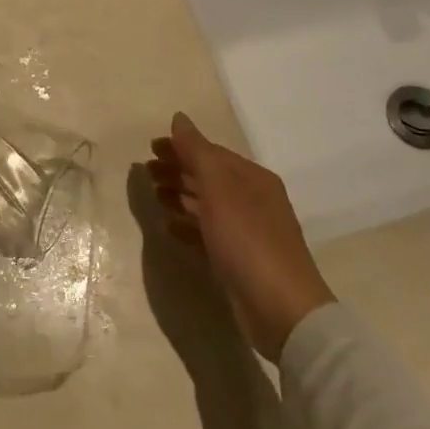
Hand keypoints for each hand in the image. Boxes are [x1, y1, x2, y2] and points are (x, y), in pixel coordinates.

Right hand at [148, 113, 333, 360]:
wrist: (282, 310)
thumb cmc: (248, 241)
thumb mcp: (219, 189)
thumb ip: (197, 152)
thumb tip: (179, 118)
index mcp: (253, 178)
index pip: (212, 153)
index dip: (181, 148)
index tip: (150, 148)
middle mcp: (253, 200)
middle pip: (209, 177)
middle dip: (178, 171)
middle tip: (146, 173)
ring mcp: (247, 232)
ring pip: (207, 205)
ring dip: (180, 197)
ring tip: (154, 196)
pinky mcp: (238, 261)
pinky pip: (207, 233)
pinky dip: (187, 226)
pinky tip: (169, 228)